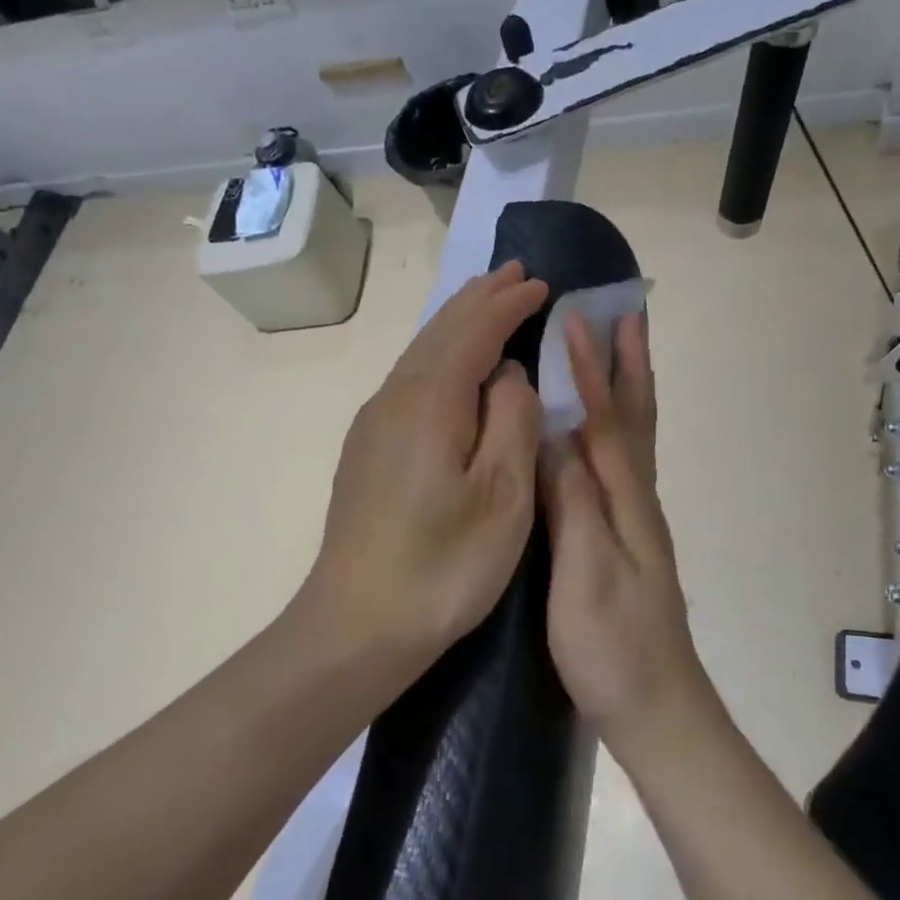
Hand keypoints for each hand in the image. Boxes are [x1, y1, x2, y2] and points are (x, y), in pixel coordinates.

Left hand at [306, 262, 547, 661]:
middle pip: (441, 331)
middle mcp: (395, 398)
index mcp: (431, 401)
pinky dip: (439, 356)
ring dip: (457, 324)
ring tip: (486, 304)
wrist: (357, 625)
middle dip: (480, 300)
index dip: (509, 304)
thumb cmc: (443, 565)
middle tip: (514, 275)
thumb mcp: (503, 496)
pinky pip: (410, 379)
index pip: (475, 331)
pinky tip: (450, 369)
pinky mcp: (367, 450)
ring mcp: (374, 424)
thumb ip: (512, 421)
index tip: (542, 284)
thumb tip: (507, 376)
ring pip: (421, 353)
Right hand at [544, 311, 716, 754]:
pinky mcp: (627, 539)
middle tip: (627, 313)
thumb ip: (573, 503)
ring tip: (622, 350)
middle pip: (635, 418)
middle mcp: (638, 499)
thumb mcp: (586, 575)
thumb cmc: (614, 648)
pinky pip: (623, 464)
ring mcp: (636, 520)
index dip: (591, 370)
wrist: (656, 709)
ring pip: (634, 438)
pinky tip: (601, 431)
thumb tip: (555, 436)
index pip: (605, 421)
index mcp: (626, 502)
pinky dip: (618, 428)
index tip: (575, 320)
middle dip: (629, 364)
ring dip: (629, 388)